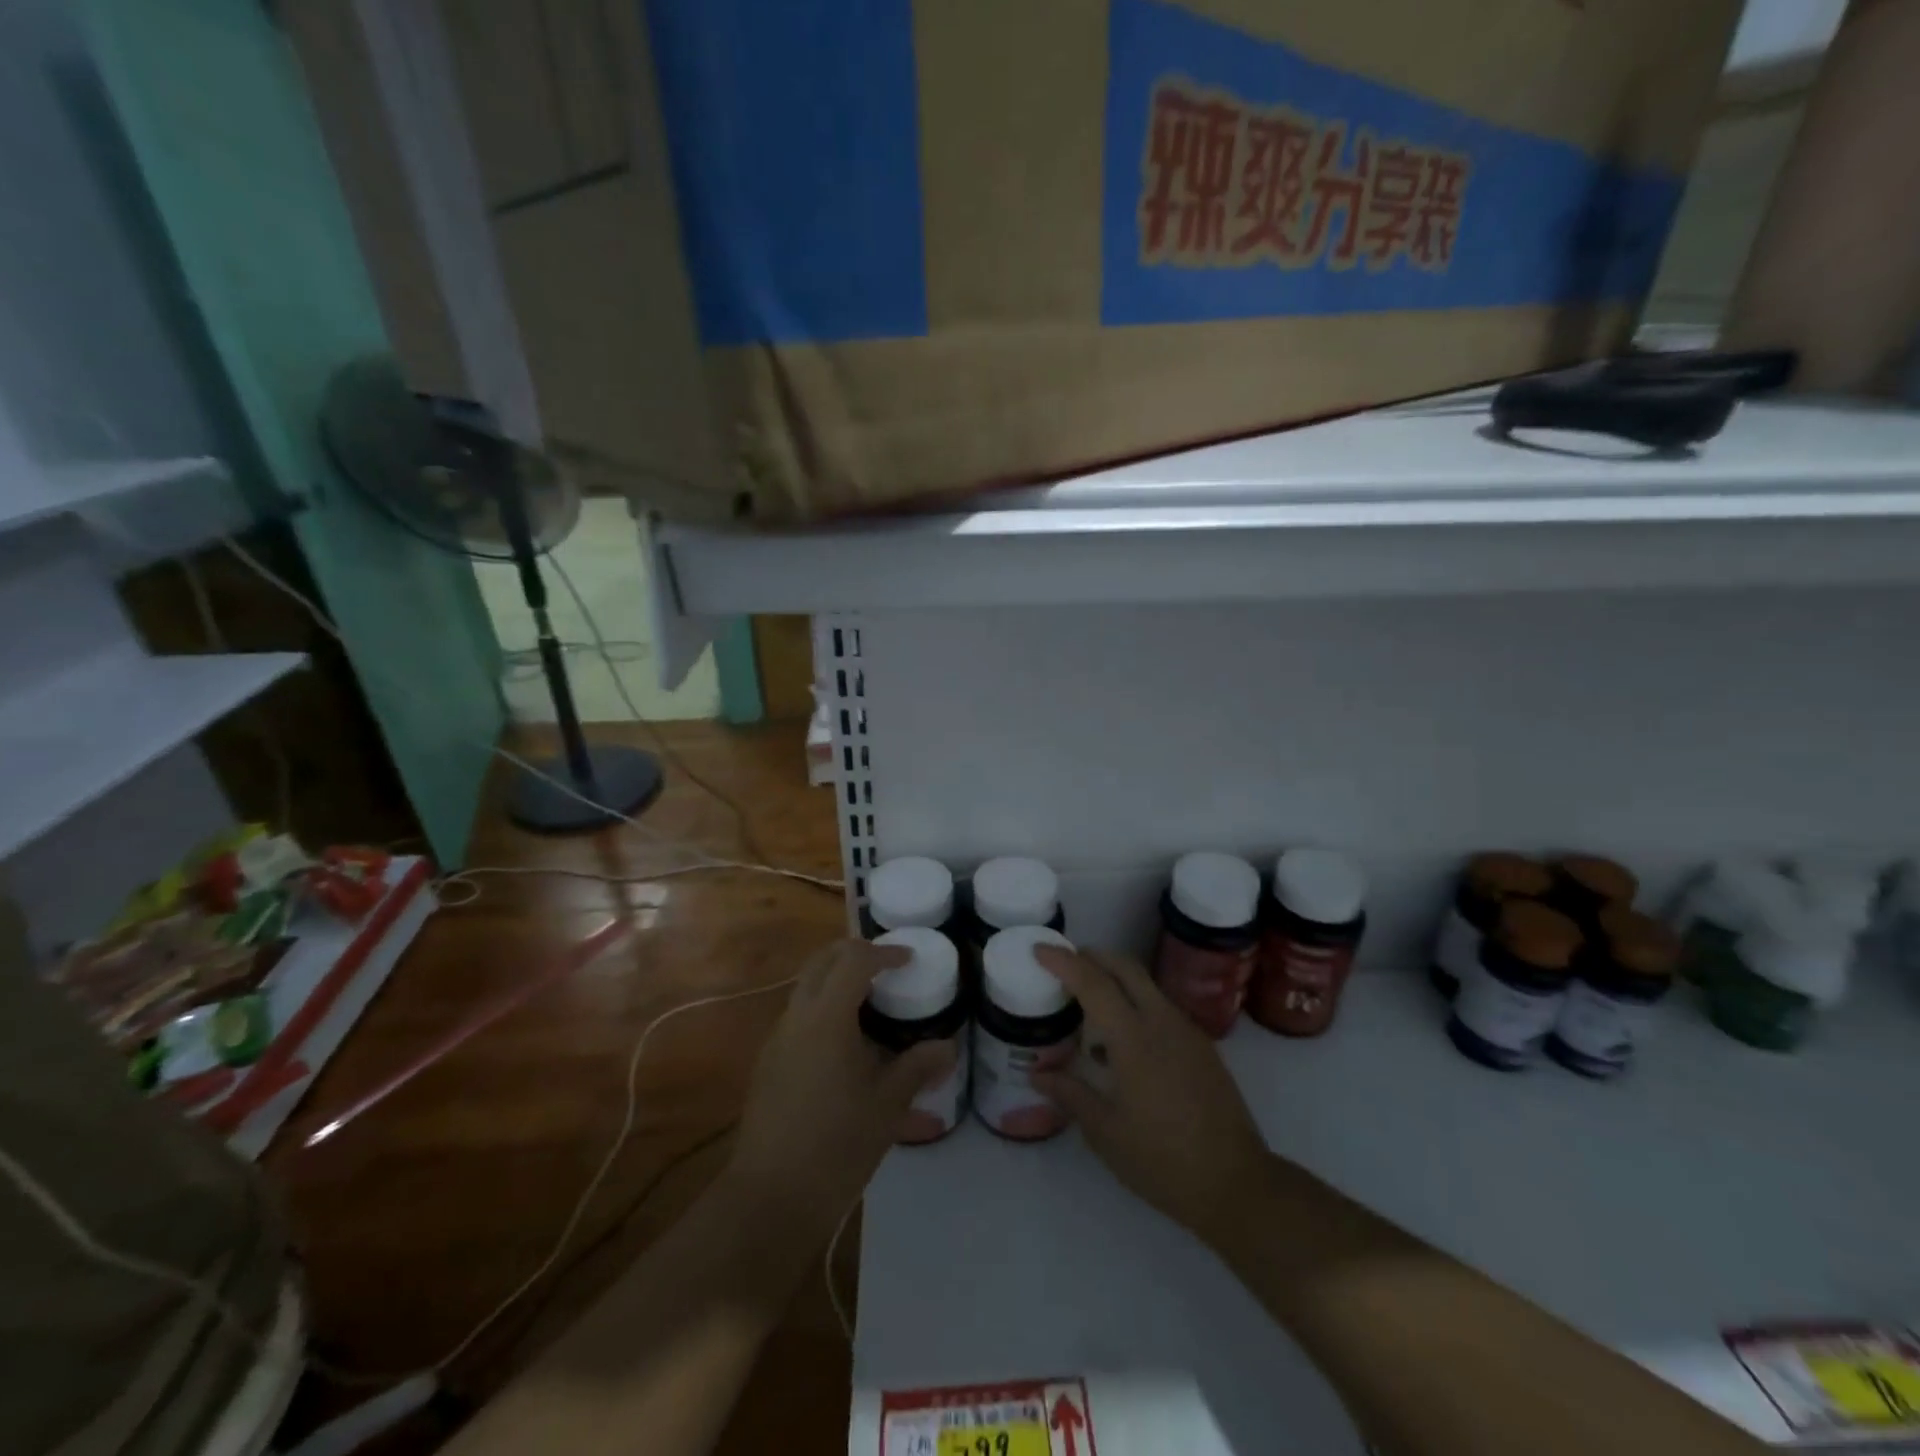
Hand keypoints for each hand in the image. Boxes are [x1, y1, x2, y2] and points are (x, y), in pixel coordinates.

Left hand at [724, 939, 954, 1233]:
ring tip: (872, 1004)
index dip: (883, 952)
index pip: (854, 960)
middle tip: (887, 966)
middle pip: (822, 961)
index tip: (909, 959)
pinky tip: (846, 1044)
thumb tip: (948, 1046)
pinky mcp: (768, 1063)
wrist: (770, 1197)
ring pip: (806, 987)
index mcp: (826, 1018)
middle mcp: (796, 1017)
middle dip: (854, 952)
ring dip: (836, 980)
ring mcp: (777, 1039)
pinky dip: (823, 1008)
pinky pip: (798, 1016)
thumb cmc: (836, 1146)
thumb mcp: (888, 1106)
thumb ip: (918, 1067)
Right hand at [1030, 946, 1270, 1246]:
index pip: (1093, 982)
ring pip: (1145, 984)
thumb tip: (1037, 1073)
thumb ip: (1070, 1094)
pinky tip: (1121, 1041)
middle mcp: (1162, 1021)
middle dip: (1092, 956)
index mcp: (1134, 1038)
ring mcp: (1186, 1031)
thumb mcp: (1105, 1132)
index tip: (1039, 949)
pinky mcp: (1202, 1046)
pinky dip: (1135, 1003)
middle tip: (1064, 964)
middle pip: (1125, 967)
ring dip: (1115, 978)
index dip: (1063, 961)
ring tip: (1088, 1002)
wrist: (1237, 1184)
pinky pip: (1161, 1007)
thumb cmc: (1162, 1159)